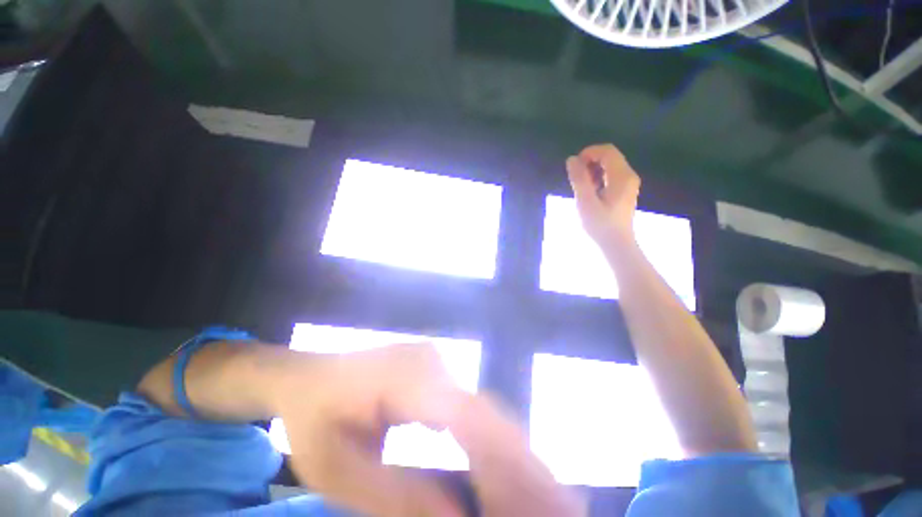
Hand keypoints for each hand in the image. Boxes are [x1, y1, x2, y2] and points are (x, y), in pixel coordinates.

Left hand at [273, 344, 583, 516]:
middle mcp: (432, 361)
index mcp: (405, 376)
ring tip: (544, 496)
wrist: (305, 375)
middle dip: (524, 463)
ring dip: (512, 455)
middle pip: (485, 413)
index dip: (506, 464)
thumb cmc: (311, 419)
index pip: (467, 419)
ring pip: (484, 410)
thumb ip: (397, 495)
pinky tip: (503, 470)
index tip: (544, 505)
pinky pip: (469, 409)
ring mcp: (436, 362)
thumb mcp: (337, 470)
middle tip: (565, 507)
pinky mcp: (437, 371)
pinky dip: (490, 443)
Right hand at [566, 144, 640, 245]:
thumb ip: (579, 179)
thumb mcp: (585, 202)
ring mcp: (628, 183)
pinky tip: (590, 191)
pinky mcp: (624, 191)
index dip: (589, 153)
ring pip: (610, 166)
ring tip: (582, 187)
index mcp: (622, 176)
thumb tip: (571, 159)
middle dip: (590, 162)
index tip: (574, 166)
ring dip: (593, 170)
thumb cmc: (600, 225)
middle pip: (609, 156)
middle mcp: (629, 175)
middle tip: (576, 178)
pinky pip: (611, 175)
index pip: (607, 151)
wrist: (616, 244)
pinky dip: (598, 177)